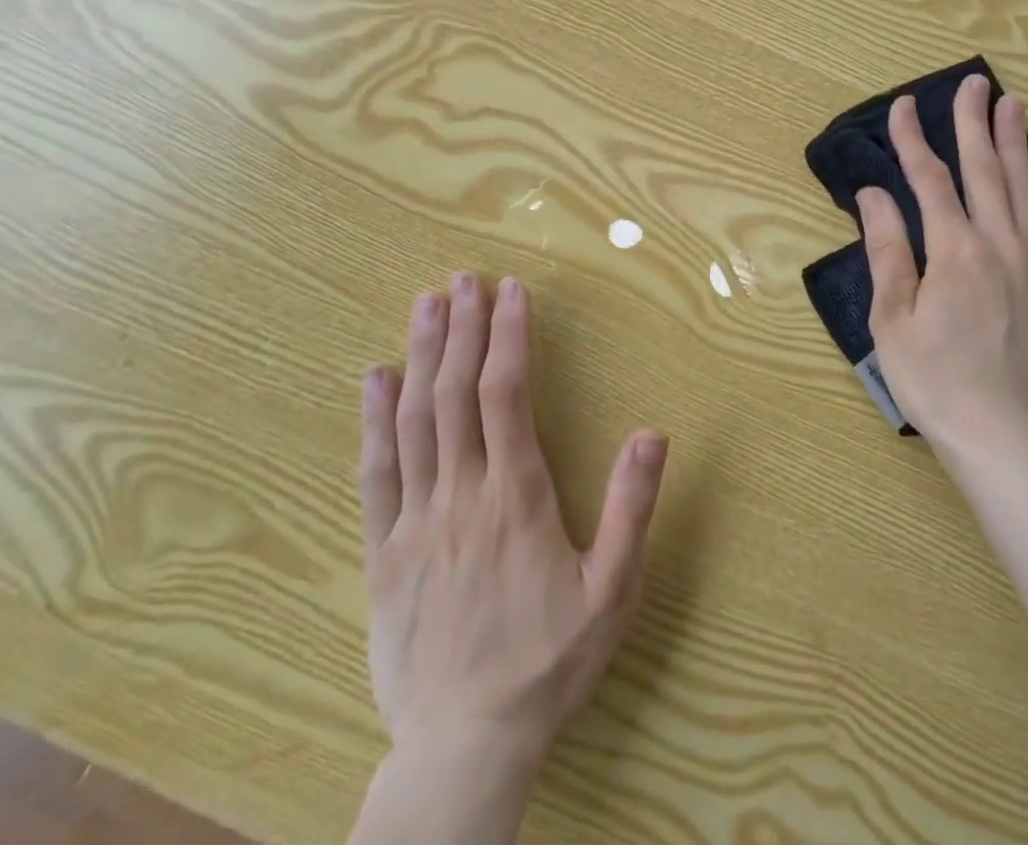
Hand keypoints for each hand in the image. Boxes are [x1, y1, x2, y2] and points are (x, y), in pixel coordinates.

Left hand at [356, 272, 667, 820]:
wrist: (462, 750)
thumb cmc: (548, 665)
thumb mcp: (612, 591)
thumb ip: (631, 507)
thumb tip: (653, 432)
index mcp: (517, 498)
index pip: (507, 395)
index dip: (508, 337)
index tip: (512, 292)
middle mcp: (462, 495)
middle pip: (456, 393)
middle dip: (461, 328)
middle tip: (465, 278)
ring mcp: (415, 521)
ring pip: (415, 420)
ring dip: (421, 356)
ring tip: (426, 304)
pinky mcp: (383, 552)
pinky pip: (375, 473)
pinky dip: (374, 419)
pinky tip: (375, 378)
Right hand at [858, 74, 1027, 455]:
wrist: (1002, 438)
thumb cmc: (933, 380)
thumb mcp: (892, 318)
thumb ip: (887, 249)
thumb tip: (874, 194)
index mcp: (954, 251)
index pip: (929, 181)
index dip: (913, 140)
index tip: (903, 107)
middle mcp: (1000, 245)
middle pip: (985, 170)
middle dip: (974, 123)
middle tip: (974, 82)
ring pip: (1026, 189)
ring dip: (1017, 143)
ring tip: (1012, 104)